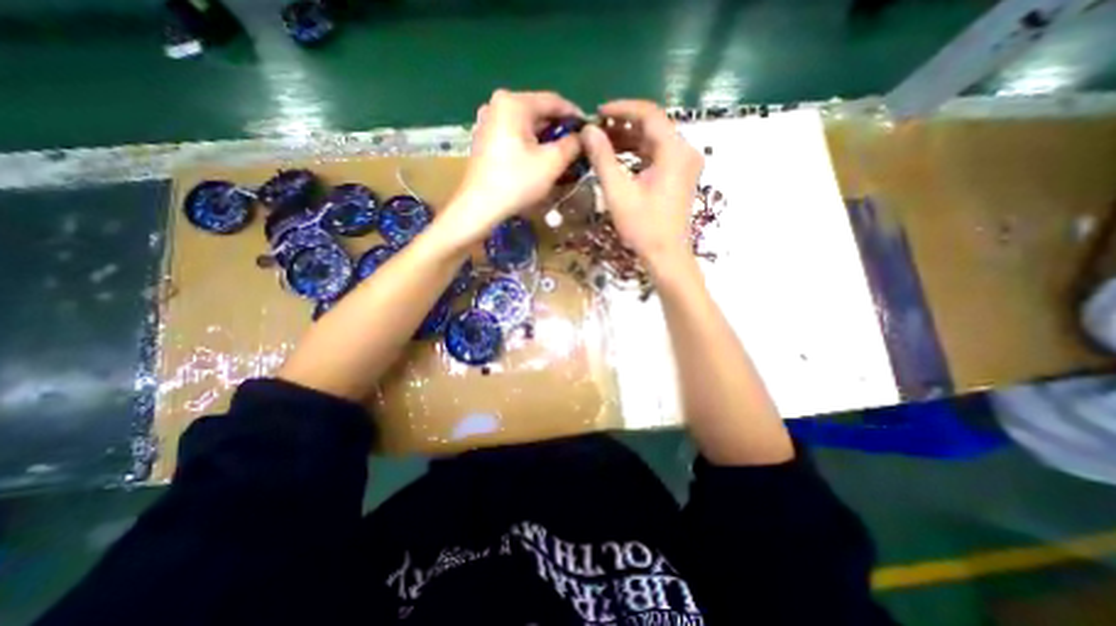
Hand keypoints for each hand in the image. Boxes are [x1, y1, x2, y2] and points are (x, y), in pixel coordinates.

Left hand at [446, 87, 585, 242]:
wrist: (479, 207)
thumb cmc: (517, 182)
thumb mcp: (552, 162)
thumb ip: (572, 144)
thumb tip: (584, 136)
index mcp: (514, 103)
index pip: (554, 101)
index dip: (575, 115)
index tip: (590, 131)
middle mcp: (497, 104)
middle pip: (538, 112)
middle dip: (559, 129)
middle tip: (576, 147)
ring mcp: (487, 122)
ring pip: (526, 125)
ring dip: (545, 139)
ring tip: (561, 156)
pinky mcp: (484, 139)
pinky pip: (514, 135)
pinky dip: (529, 144)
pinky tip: (538, 160)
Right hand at [580, 101, 700, 270]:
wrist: (666, 255)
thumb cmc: (642, 226)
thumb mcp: (618, 191)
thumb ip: (602, 157)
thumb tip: (588, 130)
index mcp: (674, 150)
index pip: (649, 113)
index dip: (622, 108)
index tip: (598, 112)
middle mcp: (685, 151)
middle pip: (653, 126)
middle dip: (624, 125)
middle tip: (597, 130)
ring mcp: (685, 164)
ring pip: (655, 141)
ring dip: (630, 140)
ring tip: (603, 143)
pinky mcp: (680, 176)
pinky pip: (658, 156)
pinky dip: (638, 154)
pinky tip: (619, 158)